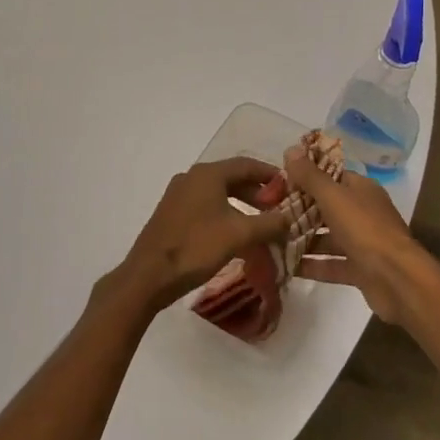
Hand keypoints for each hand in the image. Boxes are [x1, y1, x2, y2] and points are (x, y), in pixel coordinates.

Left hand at [108, 158, 293, 312]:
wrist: (148, 275)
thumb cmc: (196, 247)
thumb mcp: (239, 234)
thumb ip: (268, 224)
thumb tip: (290, 218)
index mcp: (207, 174)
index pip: (246, 164)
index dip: (270, 174)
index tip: (289, 186)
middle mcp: (192, 178)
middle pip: (232, 178)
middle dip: (257, 192)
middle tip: (278, 208)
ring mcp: (179, 195)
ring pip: (218, 193)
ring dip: (241, 205)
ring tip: (260, 224)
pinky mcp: (172, 214)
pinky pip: (206, 206)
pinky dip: (225, 214)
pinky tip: (234, 235)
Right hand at [286, 144, 439, 328]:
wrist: (398, 281)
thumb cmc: (365, 229)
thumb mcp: (333, 197)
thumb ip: (310, 175)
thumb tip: (290, 149)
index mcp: (360, 189)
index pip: (329, 176)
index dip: (305, 177)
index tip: (278, 184)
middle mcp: (362, 212)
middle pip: (326, 207)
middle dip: (299, 211)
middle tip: (269, 214)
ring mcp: (362, 243)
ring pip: (327, 237)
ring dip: (302, 239)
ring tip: (271, 241)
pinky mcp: (359, 271)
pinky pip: (330, 264)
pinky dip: (311, 265)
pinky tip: (286, 266)